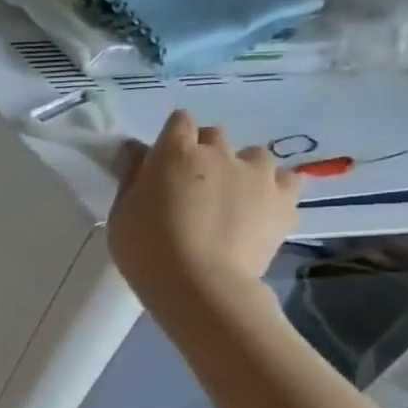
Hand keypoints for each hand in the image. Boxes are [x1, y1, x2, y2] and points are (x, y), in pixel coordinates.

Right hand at [109, 110, 299, 319]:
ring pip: (253, 156)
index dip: (172, 139)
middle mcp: (219, 153)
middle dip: (203, 153)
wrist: (199, 285)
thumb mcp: (121, 213)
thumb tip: (139, 153)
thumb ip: (133, 177)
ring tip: (231, 199)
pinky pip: (286, 180)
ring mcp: (257, 175)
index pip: (179, 122)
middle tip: (192, 185)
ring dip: (240, 169)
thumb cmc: (146, 249)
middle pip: (214, 135)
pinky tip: (260, 209)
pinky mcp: (285, 200)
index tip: (163, 162)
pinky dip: (273, 189)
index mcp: (175, 153)